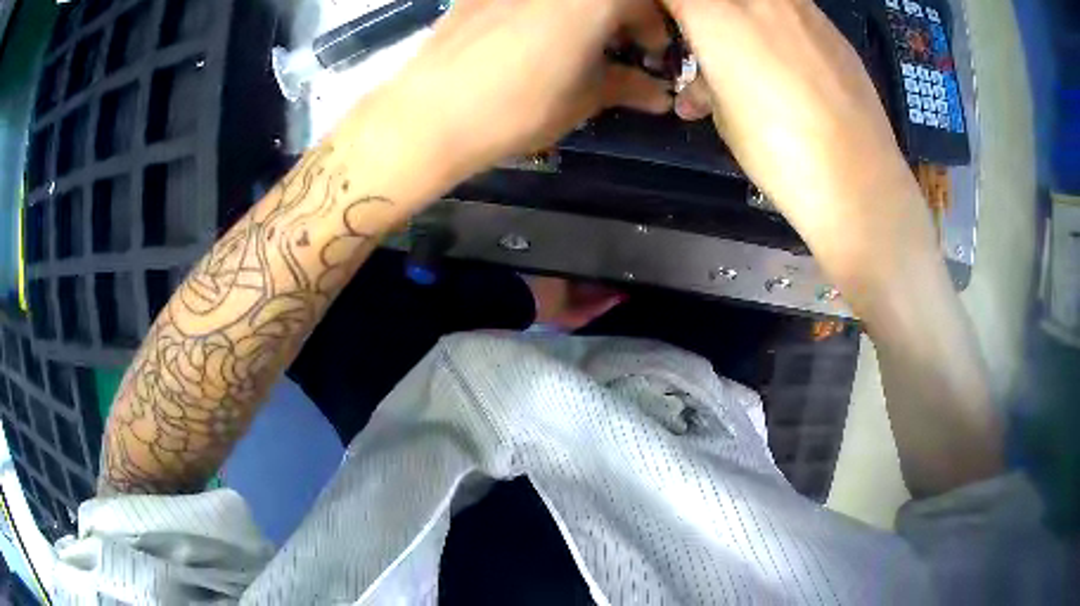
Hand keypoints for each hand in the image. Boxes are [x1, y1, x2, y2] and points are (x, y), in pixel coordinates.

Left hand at [380, 0, 672, 180]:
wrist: (432, 113)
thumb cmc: (519, 108)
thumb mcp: (584, 98)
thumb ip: (627, 85)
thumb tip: (658, 94)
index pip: (644, 5)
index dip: (654, 30)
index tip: (652, 55)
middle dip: (620, 16)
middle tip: (616, 46)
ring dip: (584, 13)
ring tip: (575, 41)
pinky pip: (527, 0)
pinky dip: (545, 11)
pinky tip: (531, 34)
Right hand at [661, 0, 934, 288]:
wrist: (858, 181)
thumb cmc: (780, 154)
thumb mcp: (724, 117)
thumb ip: (707, 80)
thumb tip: (700, 85)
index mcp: (715, 16)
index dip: (669, 12)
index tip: (669, 30)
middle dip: (705, 12)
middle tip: (706, 41)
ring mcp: (800, 6)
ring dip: (744, 14)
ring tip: (750, 50)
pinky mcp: (831, 25)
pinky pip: (790, 8)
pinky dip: (777, 21)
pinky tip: (789, 58)